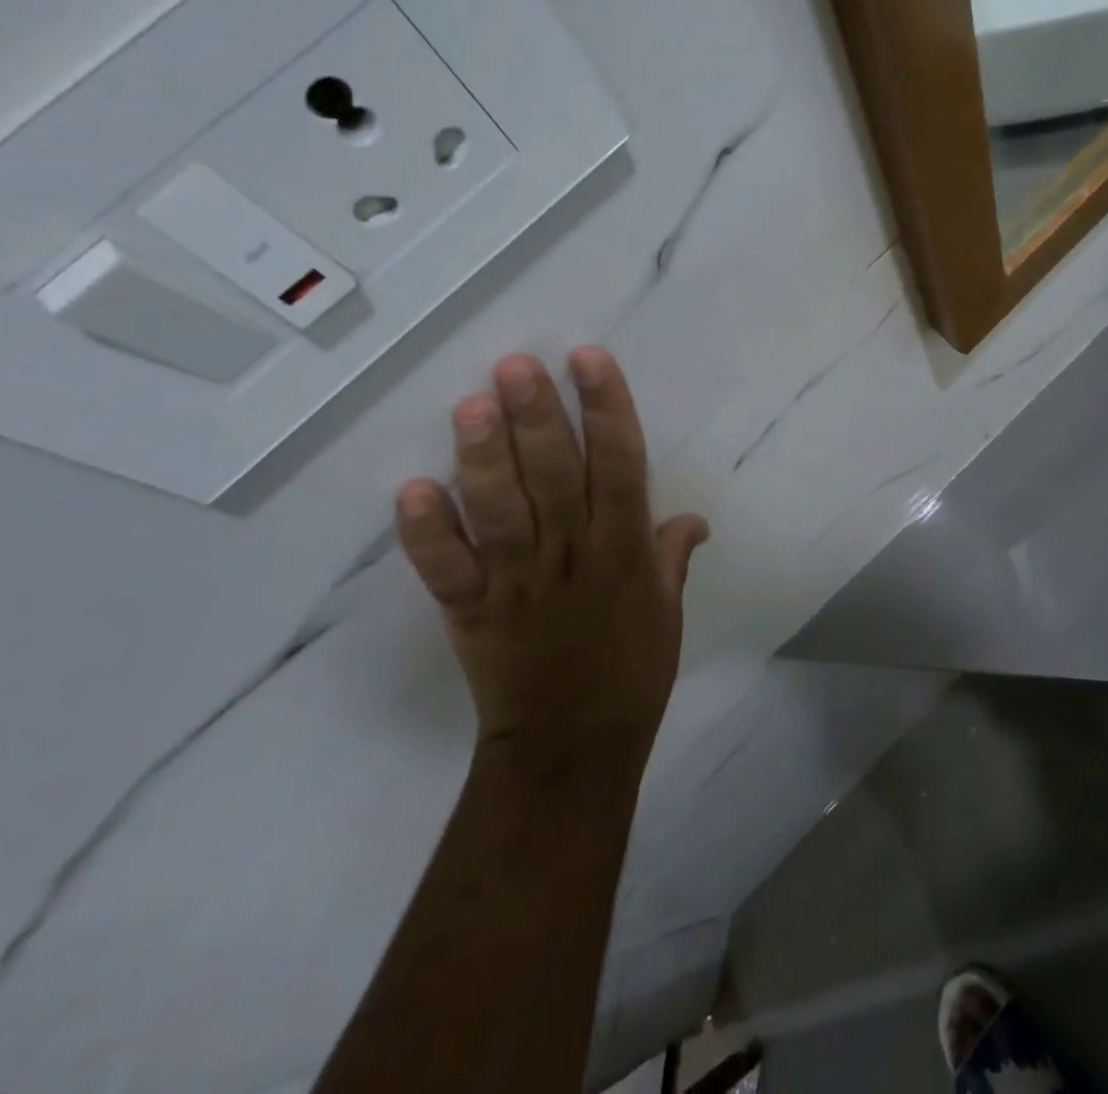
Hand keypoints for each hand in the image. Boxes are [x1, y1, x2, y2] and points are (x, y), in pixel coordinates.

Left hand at [395, 347, 707, 764]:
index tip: (588, 359)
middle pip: (553, 477)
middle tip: (515, 364)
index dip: (606, 410)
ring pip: (500, 512)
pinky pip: (447, 570)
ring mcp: (517, 583)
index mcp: (623, 553)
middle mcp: (572, 557)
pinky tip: (412, 490)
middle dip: (537, 418)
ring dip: (484, 460)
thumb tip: (694, 518)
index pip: (620, 467)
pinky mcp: (472, 612)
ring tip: (471, 406)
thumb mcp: (668, 612)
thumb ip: (673, 557)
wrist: (572, 749)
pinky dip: (427, 534)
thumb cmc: (631, 673)